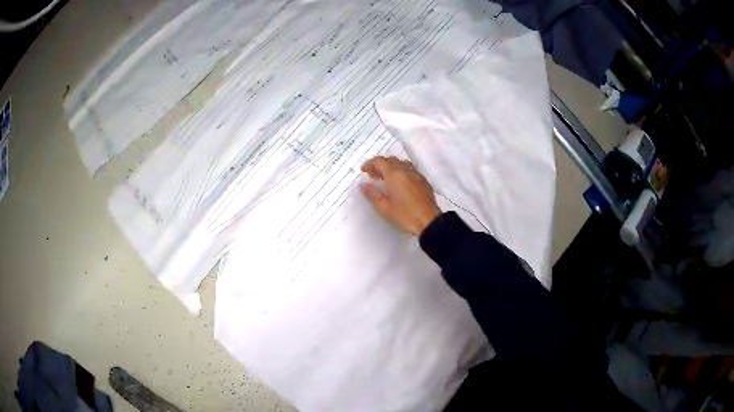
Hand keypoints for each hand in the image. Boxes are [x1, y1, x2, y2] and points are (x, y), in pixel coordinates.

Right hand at [360, 156, 441, 235]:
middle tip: (373, 175)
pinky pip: (410, 169)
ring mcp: (416, 174)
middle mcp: (406, 170)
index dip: (370, 164)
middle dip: (380, 165)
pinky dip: (401, 171)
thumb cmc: (405, 214)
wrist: (428, 221)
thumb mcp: (384, 207)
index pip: (379, 161)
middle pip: (390, 160)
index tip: (364, 171)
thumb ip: (372, 194)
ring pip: (401, 163)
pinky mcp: (423, 181)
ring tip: (386, 178)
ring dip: (391, 167)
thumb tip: (364, 185)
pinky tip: (399, 184)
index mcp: (394, 174)